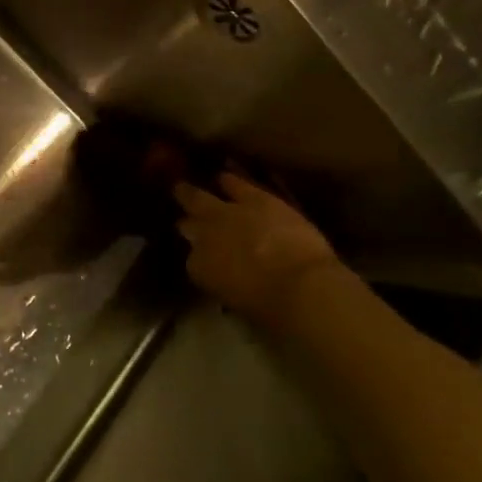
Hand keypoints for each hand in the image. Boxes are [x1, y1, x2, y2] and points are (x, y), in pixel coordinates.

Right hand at [174, 174, 340, 323]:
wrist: (299, 285)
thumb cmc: (270, 308)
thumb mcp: (238, 301)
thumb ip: (227, 283)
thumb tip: (229, 278)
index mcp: (200, 268)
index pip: (193, 261)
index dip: (199, 257)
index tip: (203, 258)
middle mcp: (205, 237)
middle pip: (187, 224)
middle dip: (185, 221)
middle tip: (182, 217)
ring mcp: (226, 213)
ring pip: (199, 198)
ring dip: (192, 194)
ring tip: (185, 188)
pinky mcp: (253, 198)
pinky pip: (234, 183)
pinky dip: (228, 179)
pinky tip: (223, 174)